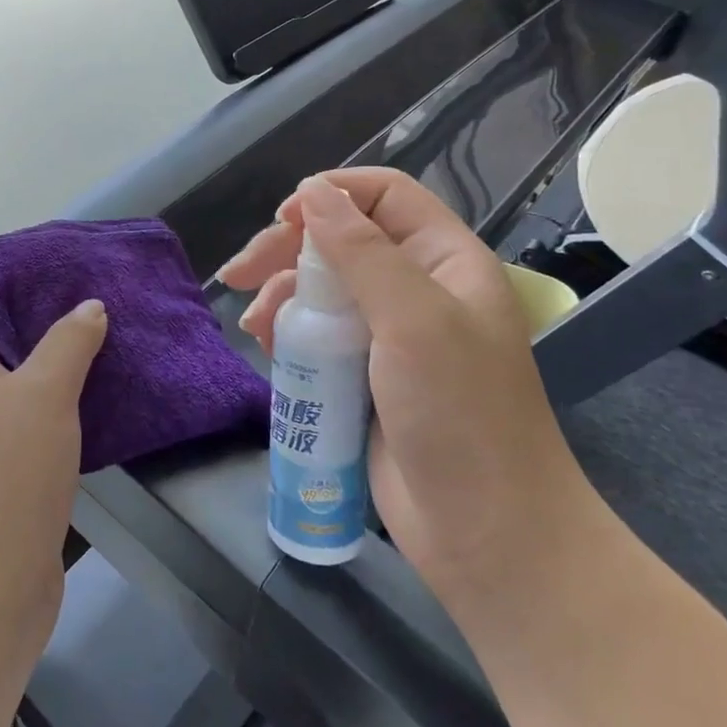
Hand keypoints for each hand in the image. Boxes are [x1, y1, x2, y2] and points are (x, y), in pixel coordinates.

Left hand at [0, 305, 106, 652]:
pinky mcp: (10, 472)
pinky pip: (40, 420)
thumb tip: (89, 306)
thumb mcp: (43, 393)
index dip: (15, 283)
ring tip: (112, 338)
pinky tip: (107, 396)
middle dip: (50, 321)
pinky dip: (69, 404)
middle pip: (6, 342)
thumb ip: (68, 341)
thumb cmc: (8, 476)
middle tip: (99, 300)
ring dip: (64, 363)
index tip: (62, 269)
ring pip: (27, 383)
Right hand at [221, 170, 594, 600]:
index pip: (385, 195)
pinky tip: (267, 347)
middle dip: (288, 249)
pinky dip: (289, 333)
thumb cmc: (460, 415)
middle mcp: (418, 287)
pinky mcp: (364, 374)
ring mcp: (389, 334)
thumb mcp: (414, 321)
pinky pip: (318, 334)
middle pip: (342, 239)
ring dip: (281, 296)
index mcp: (445, 260)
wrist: (486, 535)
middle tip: (240, 274)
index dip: (332, 195)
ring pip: (323, 287)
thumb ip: (362, 252)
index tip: (284, 220)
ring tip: (254, 326)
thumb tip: (312, 191)